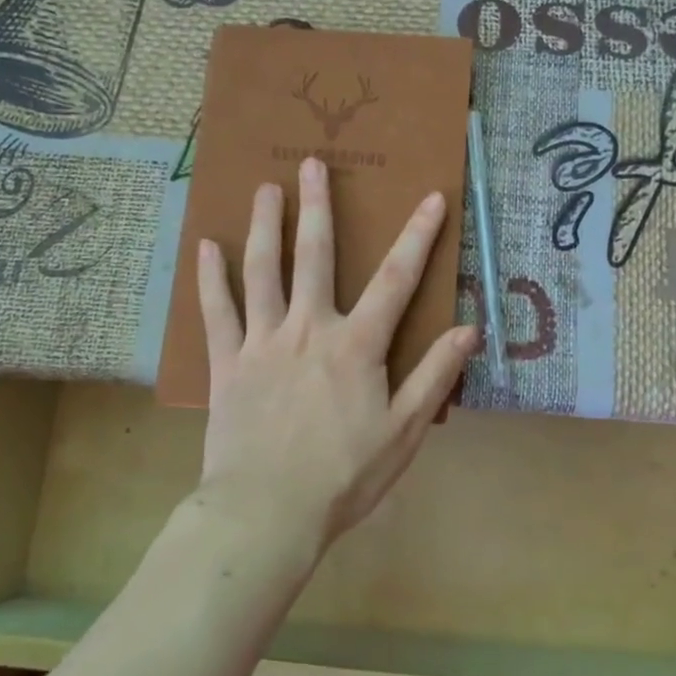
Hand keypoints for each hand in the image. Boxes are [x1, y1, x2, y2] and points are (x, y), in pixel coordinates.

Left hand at [195, 156, 477, 555]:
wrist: (268, 511)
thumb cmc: (344, 476)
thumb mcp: (404, 431)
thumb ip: (434, 376)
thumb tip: (469, 329)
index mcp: (356, 346)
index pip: (395, 280)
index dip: (417, 237)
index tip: (431, 198)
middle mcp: (308, 330)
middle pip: (315, 257)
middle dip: (318, 208)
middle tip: (312, 165)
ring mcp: (262, 342)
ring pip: (263, 271)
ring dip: (265, 227)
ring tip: (265, 190)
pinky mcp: (227, 363)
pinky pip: (217, 312)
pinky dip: (211, 278)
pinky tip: (206, 247)